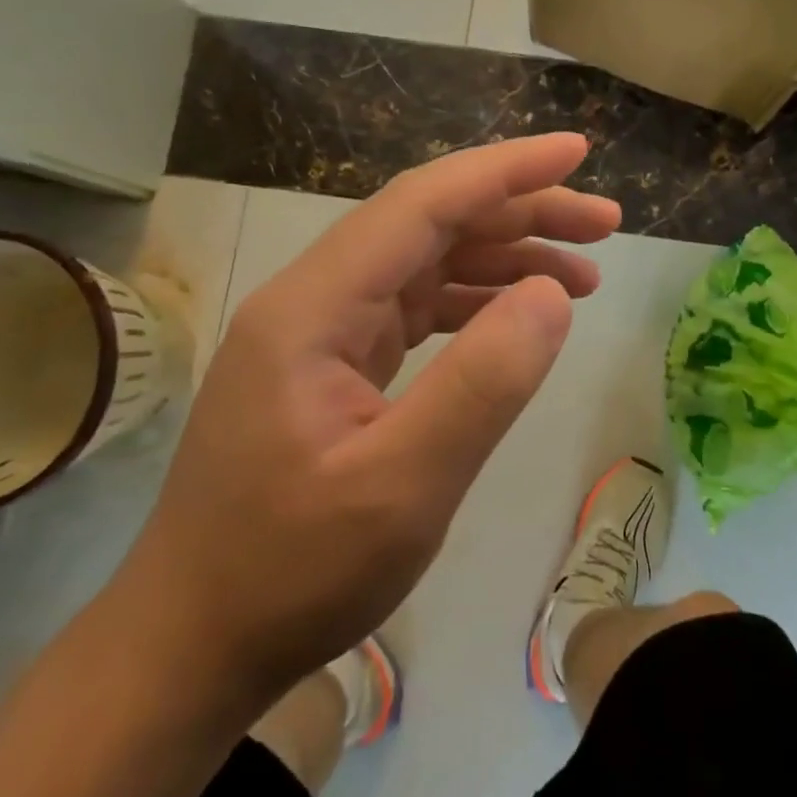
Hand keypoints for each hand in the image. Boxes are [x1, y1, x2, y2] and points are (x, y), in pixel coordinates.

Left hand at [119, 133, 619, 707]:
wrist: (192, 643)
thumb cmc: (290, 572)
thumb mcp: (403, 488)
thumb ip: (482, 384)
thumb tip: (552, 295)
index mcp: (315, 307)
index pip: (423, 204)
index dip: (505, 171)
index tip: (576, 152)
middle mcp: (315, 300)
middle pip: (430, 224)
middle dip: (521, 211)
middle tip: (605, 224)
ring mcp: (322, 332)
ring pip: (427, 263)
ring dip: (505, 257)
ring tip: (584, 275)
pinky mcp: (335, 364)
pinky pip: (417, 308)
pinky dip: (475, 302)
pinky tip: (519, 317)